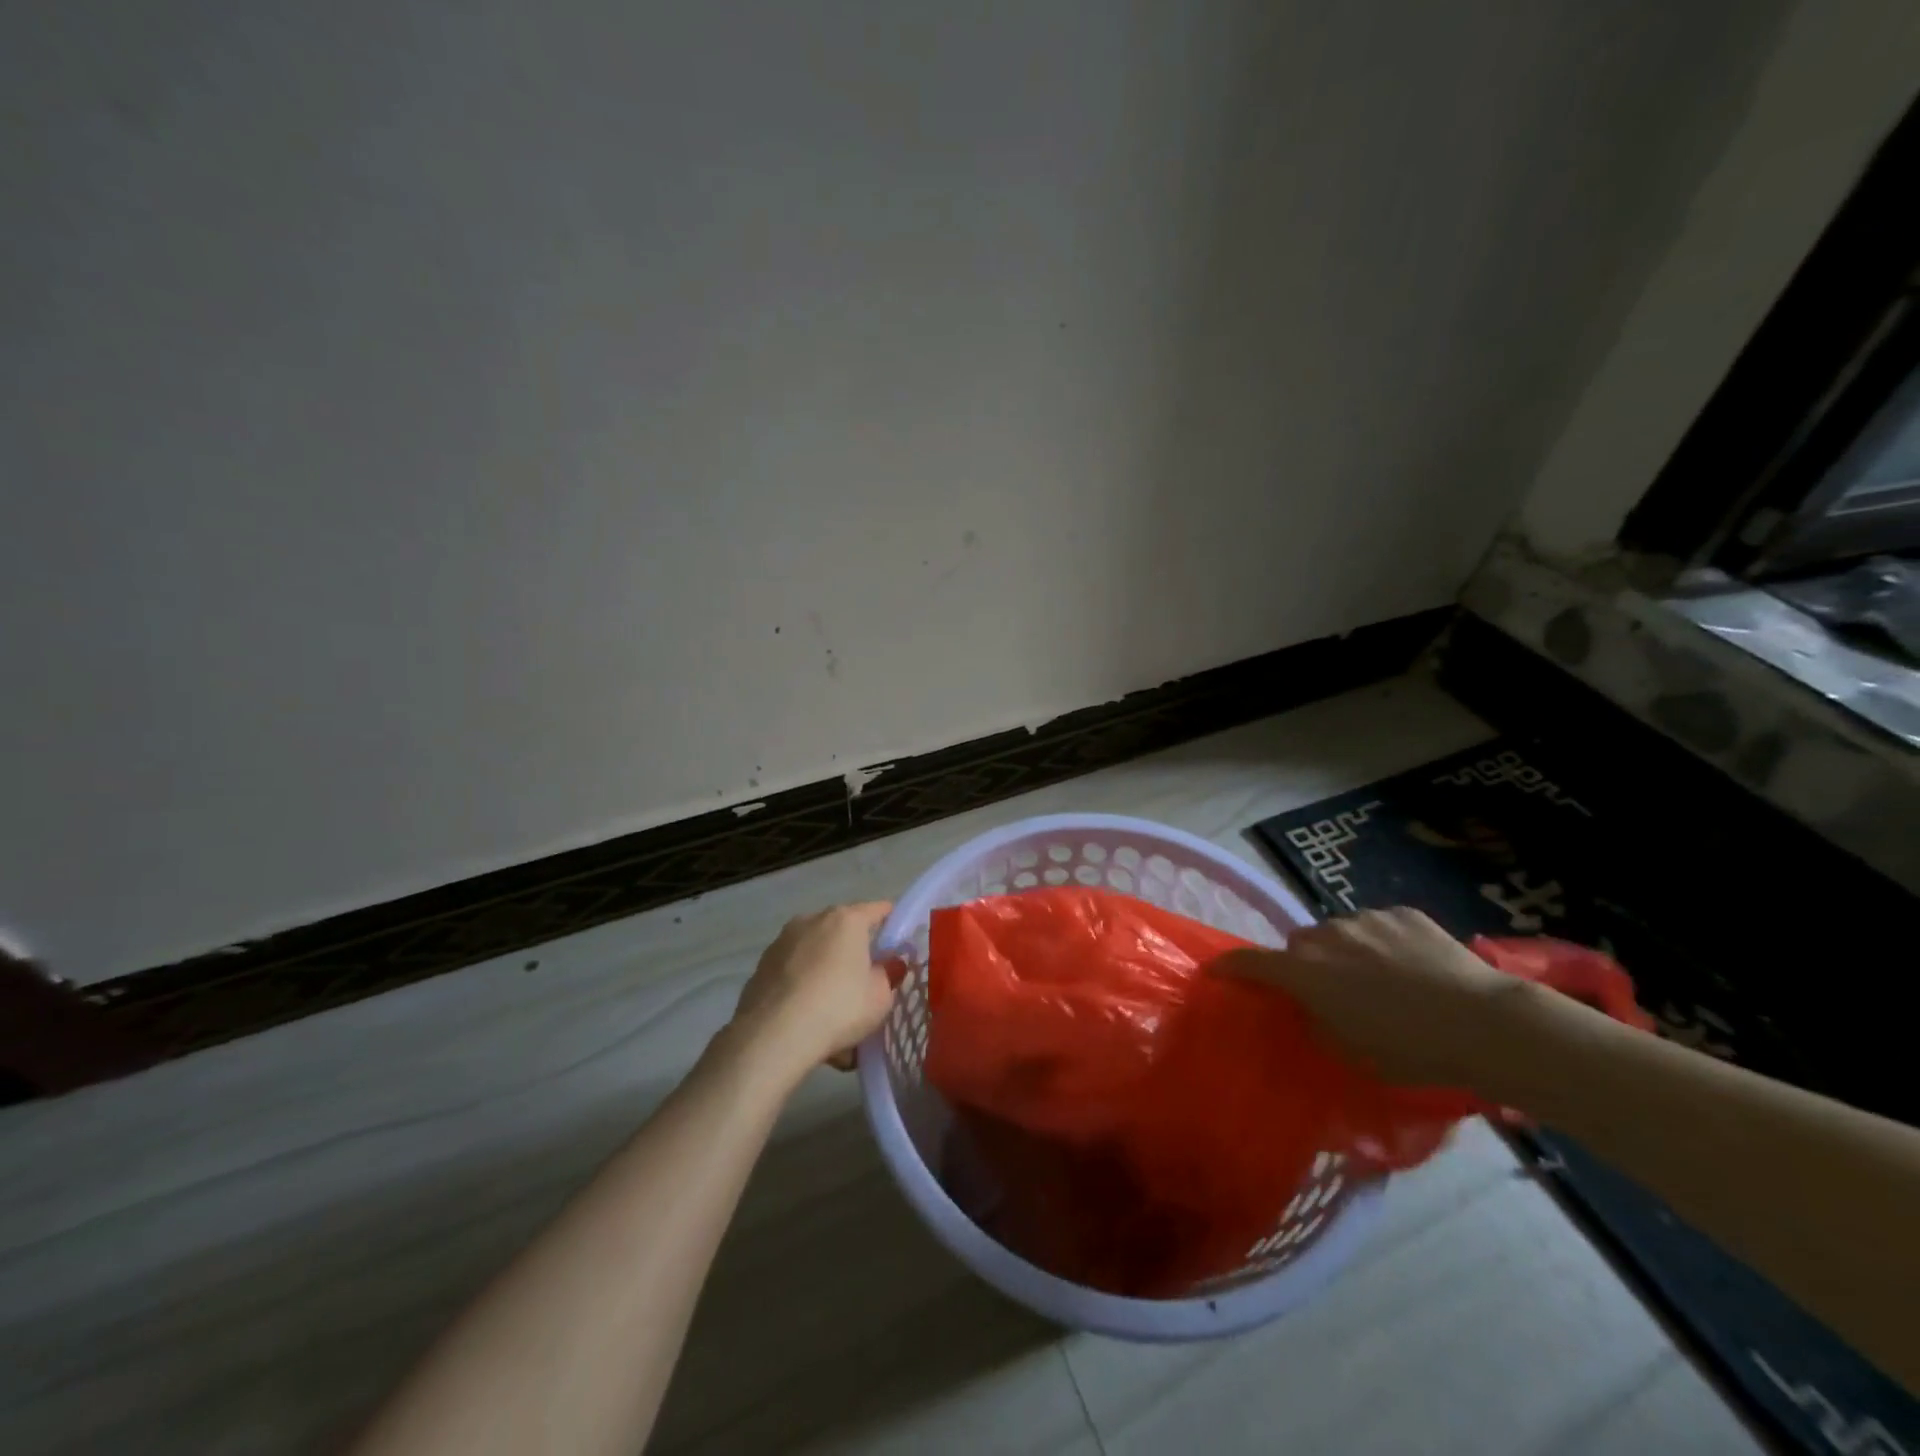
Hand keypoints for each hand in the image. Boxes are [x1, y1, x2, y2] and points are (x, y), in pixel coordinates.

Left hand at [728, 902, 895, 1081]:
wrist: (774, 1036)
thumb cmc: (839, 1007)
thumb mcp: (880, 997)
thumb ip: (888, 975)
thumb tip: (888, 965)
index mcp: (846, 920)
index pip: (877, 910)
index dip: (891, 922)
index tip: (897, 939)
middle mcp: (812, 920)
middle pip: (842, 931)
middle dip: (854, 952)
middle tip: (865, 981)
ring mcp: (782, 942)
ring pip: (815, 952)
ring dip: (825, 970)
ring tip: (832, 1009)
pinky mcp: (761, 967)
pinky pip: (793, 973)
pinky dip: (803, 987)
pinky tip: (807, 1018)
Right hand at [1220, 907, 1523, 1086]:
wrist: (1486, 1023)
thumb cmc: (1411, 1049)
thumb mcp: (1351, 1052)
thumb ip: (1316, 1023)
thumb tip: (1307, 1009)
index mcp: (1305, 972)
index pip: (1250, 961)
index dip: (1229, 966)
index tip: (1216, 970)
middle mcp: (1326, 935)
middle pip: (1300, 944)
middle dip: (1306, 963)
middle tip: (1329, 991)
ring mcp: (1365, 918)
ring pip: (1340, 932)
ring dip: (1346, 952)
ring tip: (1379, 980)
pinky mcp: (1402, 912)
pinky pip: (1378, 925)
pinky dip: (1383, 943)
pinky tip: (1413, 967)